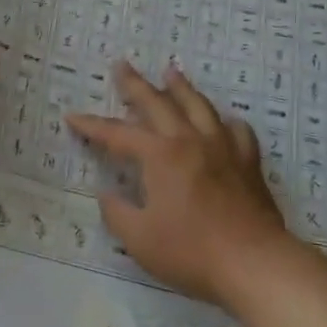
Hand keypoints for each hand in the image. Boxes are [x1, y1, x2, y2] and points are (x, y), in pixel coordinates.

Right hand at [68, 62, 286, 304]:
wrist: (254, 262)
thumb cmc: (191, 251)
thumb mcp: (140, 240)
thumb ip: (117, 214)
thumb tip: (107, 195)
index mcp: (160, 155)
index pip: (118, 134)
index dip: (92, 126)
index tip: (72, 116)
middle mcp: (189, 141)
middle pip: (158, 103)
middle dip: (135, 84)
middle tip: (122, 65)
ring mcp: (222, 148)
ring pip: (198, 106)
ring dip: (181, 88)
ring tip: (171, 72)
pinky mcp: (248, 163)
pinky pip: (237, 132)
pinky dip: (226, 122)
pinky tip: (224, 122)